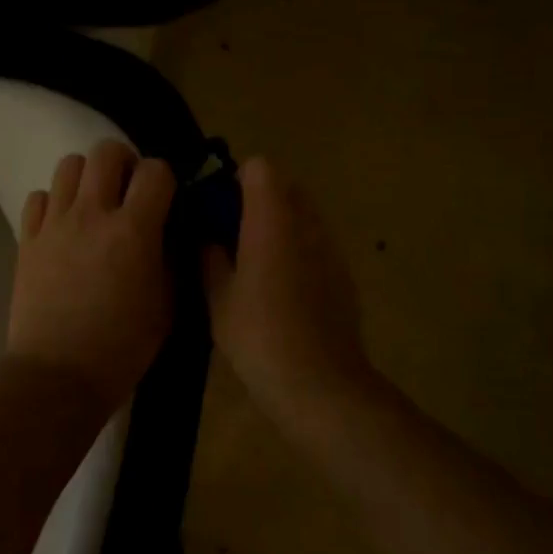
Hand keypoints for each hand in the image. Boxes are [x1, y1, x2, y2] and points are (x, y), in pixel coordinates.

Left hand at [8, 140, 176, 408]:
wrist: (59, 374)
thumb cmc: (123, 346)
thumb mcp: (167, 305)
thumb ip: (172, 258)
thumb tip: (170, 231)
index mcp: (133, 230)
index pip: (155, 170)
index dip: (165, 178)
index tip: (166, 198)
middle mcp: (92, 214)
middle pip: (106, 151)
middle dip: (125, 163)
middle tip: (129, 191)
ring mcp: (55, 224)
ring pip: (68, 165)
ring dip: (88, 177)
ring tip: (94, 204)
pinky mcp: (27, 239)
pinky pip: (38, 197)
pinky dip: (53, 202)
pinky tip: (63, 226)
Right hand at [201, 158, 371, 421]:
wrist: (320, 385)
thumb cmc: (259, 336)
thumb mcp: (218, 298)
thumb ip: (209, 257)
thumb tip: (207, 238)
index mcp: (272, 220)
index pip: (260, 168)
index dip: (235, 180)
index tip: (216, 209)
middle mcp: (308, 223)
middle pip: (285, 188)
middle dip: (257, 202)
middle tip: (231, 237)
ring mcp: (332, 249)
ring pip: (303, 218)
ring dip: (279, 227)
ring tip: (255, 266)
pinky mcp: (344, 275)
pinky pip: (317, 246)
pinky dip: (298, 253)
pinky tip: (282, 292)